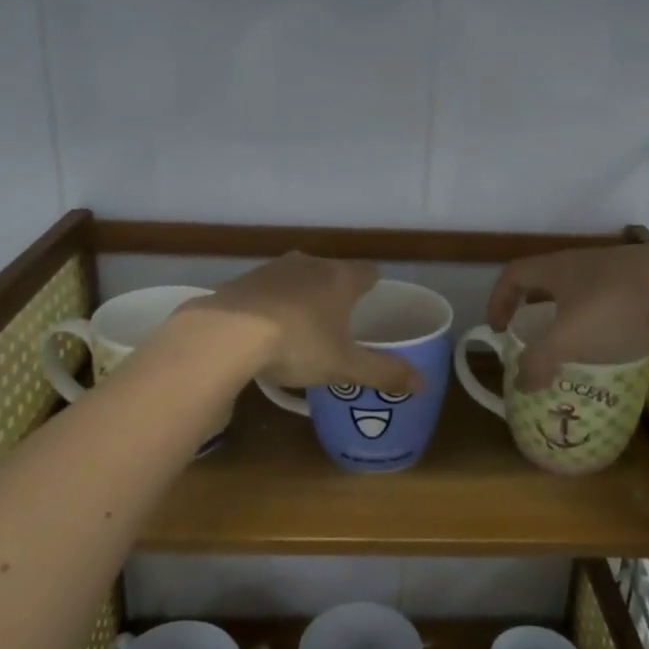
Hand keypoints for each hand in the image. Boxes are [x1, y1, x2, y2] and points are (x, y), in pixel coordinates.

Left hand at [190, 253, 423, 394]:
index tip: (374, 302)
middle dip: (337, 291)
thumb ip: (383, 372)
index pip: (368, 272)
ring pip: (298, 277)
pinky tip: (264, 328)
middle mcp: (309, 264)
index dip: (374, 286)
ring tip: (302, 325)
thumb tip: (423, 384)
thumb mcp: (343, 366)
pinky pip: (267, 289)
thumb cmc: (297, 344)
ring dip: (302, 295)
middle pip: (332, 271)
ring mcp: (272, 269)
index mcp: (340, 279)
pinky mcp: (242, 280)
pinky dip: (271, 303)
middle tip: (339, 320)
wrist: (225, 334)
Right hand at [488, 244, 648, 390]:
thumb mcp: (568, 342)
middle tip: (535, 334)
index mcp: (558, 269)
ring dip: (573, 312)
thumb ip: (538, 363)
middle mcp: (585, 260)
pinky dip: (607, 315)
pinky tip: (621, 338)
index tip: (498, 328)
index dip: (499, 299)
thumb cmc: (616, 310)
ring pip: (585, 287)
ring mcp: (621, 265)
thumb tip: (522, 382)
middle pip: (549, 279)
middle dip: (536, 307)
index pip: (514, 274)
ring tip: (579, 342)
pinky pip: (616, 295)